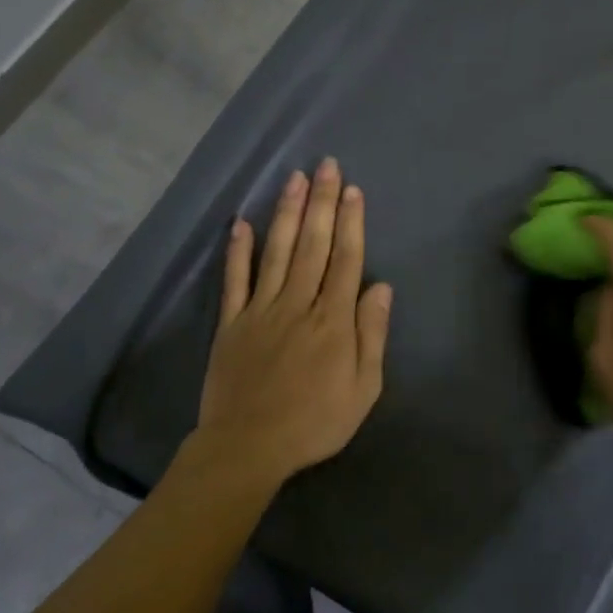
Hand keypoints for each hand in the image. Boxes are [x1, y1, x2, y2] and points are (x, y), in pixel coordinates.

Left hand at [186, 158, 392, 488]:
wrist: (248, 446)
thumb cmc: (315, 422)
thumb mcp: (363, 389)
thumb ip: (371, 335)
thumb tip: (381, 288)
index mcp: (333, 320)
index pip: (345, 260)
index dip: (351, 223)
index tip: (354, 190)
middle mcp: (298, 304)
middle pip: (313, 245)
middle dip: (322, 203)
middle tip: (326, 166)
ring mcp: (261, 310)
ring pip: (277, 252)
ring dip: (288, 213)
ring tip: (295, 179)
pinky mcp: (231, 323)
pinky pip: (235, 280)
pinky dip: (238, 251)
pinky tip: (242, 223)